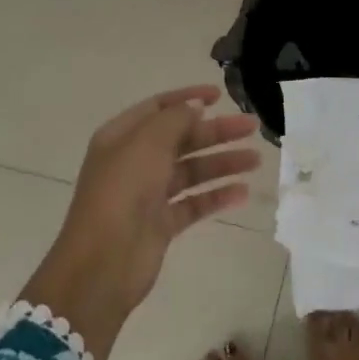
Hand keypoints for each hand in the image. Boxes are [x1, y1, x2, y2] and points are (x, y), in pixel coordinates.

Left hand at [22, 85, 260, 359]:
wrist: (103, 264)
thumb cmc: (122, 192)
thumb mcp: (147, 144)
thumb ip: (175, 119)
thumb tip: (195, 107)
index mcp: (122, 137)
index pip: (158, 108)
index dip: (188, 98)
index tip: (220, 95)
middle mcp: (134, 162)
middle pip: (181, 139)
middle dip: (216, 131)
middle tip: (251, 127)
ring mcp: (148, 194)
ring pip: (191, 171)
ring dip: (222, 162)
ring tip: (255, 160)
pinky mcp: (161, 224)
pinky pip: (194, 203)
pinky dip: (216, 196)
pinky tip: (242, 192)